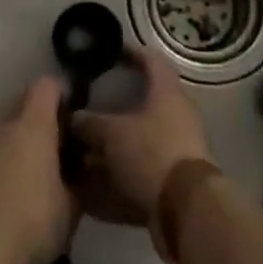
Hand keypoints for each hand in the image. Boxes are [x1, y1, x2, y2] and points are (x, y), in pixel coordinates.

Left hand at [0, 78, 76, 263]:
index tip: (71, 113)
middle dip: (37, 125)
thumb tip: (76, 175)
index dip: (60, 94)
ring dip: (14, 151)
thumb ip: (76, 184)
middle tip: (54, 154)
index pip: (46, 87)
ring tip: (27, 183)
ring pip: (0, 138)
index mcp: (31, 127)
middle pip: (20, 110)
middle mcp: (0, 128)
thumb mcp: (70, 210)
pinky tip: (0, 205)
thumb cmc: (30, 224)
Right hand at [75, 49, 215, 249]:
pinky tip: (98, 180)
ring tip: (88, 147)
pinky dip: (123, 171)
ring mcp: (180, 148)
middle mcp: (178, 116)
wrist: (187, 211)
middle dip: (118, 105)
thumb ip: (90, 124)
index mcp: (168, 94)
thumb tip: (74, 118)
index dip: (132, 53)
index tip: (113, 52)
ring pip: (144, 137)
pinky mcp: (177, 179)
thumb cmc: (151, 154)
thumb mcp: (112, 135)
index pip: (152, 61)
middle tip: (92, 105)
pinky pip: (145, 167)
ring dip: (118, 142)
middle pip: (147, 102)